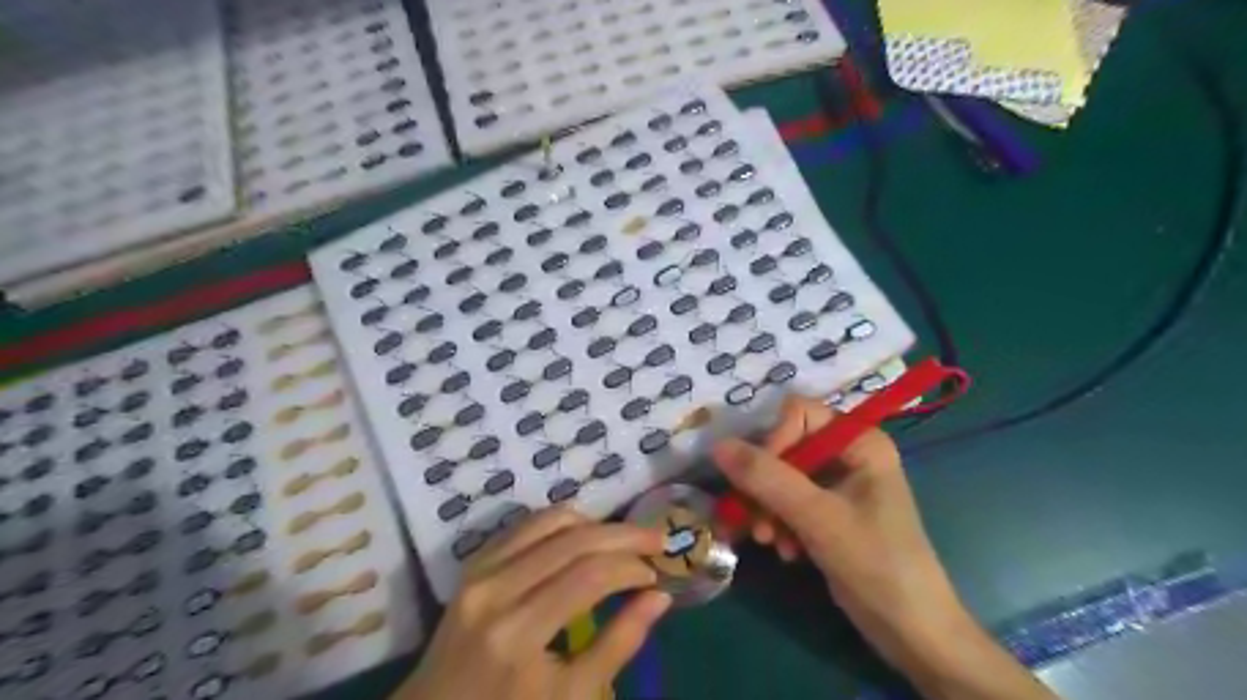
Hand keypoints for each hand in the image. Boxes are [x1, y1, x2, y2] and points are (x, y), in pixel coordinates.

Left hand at [395, 510, 672, 699]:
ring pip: (549, 520)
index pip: (589, 575)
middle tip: (656, 539)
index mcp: (519, 632)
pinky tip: (582, 536)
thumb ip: (619, 644)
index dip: (630, 566)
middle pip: (573, 539)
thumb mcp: (571, 696)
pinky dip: (560, 523)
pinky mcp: (473, 563)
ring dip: (593, 522)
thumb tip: (659, 596)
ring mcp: (480, 571)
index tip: (655, 574)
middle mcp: (496, 588)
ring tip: (621, 539)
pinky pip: (524, 525)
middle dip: (622, 534)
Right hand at [715, 397, 1055, 697]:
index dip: (772, 442)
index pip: (797, 414)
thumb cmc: (875, 563)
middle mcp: (848, 453)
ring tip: (767, 540)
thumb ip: (766, 478)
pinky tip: (785, 550)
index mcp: (859, 440)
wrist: (912, 631)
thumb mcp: (817, 517)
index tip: (757, 481)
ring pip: (781, 476)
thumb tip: (717, 445)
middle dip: (765, 484)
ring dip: (768, 508)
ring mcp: (838, 484)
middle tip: (755, 519)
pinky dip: (780, 523)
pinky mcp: (829, 511)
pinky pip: (788, 501)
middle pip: (785, 446)